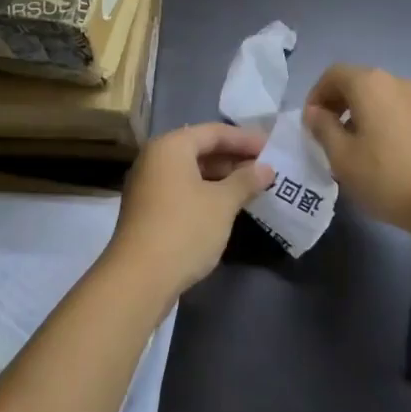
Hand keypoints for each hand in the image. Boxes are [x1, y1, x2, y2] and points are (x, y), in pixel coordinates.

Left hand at [111, 123, 272, 297]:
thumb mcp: (222, 203)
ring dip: (221, 177)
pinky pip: (183, 189)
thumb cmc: (184, 229)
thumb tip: (266, 168)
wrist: (138, 279)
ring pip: (191, 171)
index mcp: (171, 146)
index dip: (245, 139)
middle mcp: (155, 158)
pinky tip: (227, 206)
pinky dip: (206, 192)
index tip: (272, 148)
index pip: (214, 132)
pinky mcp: (148, 210)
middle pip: (201, 149)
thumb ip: (246, 181)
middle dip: (234, 158)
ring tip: (252, 187)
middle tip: (265, 168)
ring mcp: (148, 185)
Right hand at [303, 64, 410, 243]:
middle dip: (336, 104)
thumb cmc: (388, 177)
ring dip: (358, 114)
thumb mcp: (342, 157)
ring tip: (352, 148)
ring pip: (377, 97)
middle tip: (326, 136)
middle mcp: (394, 81)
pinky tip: (380, 153)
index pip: (332, 74)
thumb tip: (315, 112)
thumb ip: (323, 128)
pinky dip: (380, 121)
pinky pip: (396, 109)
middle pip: (356, 82)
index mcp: (369, 83)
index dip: (316, 95)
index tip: (310, 125)